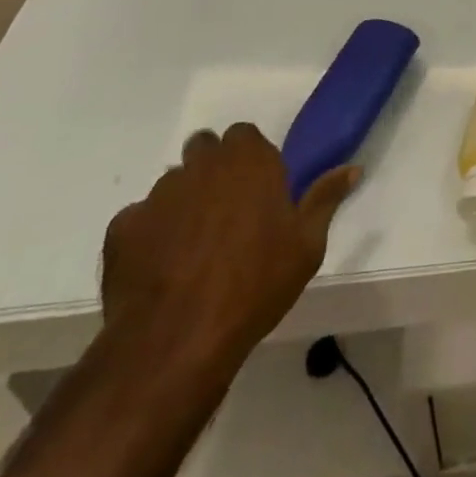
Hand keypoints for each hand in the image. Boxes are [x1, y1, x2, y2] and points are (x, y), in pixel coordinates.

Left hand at [101, 124, 357, 355]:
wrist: (177, 341)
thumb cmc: (255, 285)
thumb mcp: (307, 245)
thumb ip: (326, 198)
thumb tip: (353, 168)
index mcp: (249, 160)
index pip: (245, 135)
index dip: (249, 160)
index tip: (257, 190)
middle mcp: (203, 164)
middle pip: (205, 150)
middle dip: (212, 171)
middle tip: (225, 214)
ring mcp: (158, 194)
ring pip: (172, 184)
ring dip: (182, 203)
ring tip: (190, 249)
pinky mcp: (122, 228)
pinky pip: (138, 221)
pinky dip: (148, 237)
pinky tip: (158, 271)